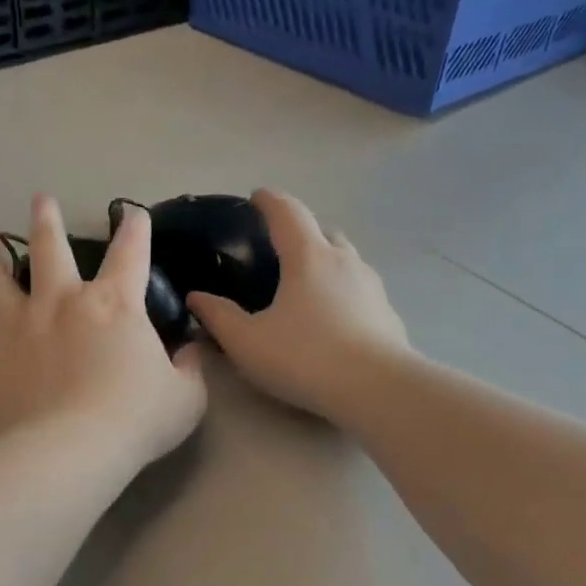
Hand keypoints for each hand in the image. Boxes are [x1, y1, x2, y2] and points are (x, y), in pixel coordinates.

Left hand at [0, 195, 206, 473]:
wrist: (69, 451)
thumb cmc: (134, 422)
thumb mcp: (184, 399)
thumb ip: (189, 371)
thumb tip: (190, 352)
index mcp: (113, 305)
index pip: (130, 255)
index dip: (135, 231)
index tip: (133, 215)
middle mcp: (60, 303)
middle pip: (48, 248)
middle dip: (46, 220)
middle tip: (40, 200)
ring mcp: (15, 327)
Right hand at [186, 190, 409, 420]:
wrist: (375, 389)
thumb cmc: (304, 358)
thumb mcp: (248, 343)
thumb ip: (219, 317)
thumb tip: (197, 297)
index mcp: (308, 257)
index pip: (287, 212)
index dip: (269, 201)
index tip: (257, 197)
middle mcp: (344, 261)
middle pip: (323, 232)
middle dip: (302, 233)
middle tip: (282, 250)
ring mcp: (372, 286)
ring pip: (347, 261)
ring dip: (327, 263)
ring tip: (308, 286)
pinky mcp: (388, 314)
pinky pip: (361, 292)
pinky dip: (345, 294)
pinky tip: (336, 320)